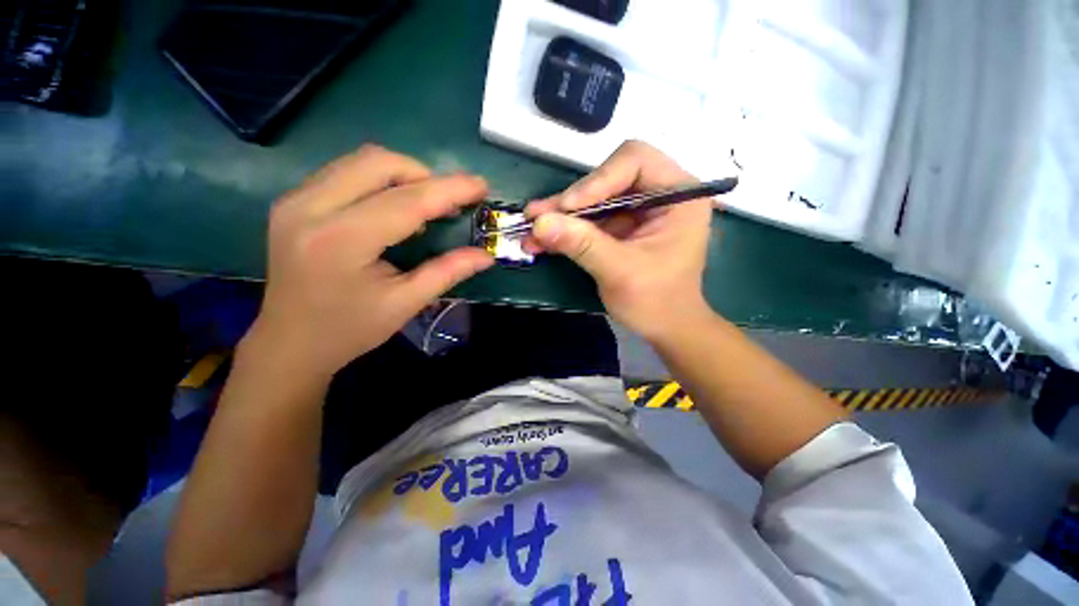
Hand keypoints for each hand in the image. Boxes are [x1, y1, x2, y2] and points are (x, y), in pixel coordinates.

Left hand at [246, 145, 493, 379]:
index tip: (481, 185)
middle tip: (447, 203)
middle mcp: (310, 208)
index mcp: (341, 241)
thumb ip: (448, 272)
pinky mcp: (292, 201)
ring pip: (360, 160)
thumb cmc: (350, 329)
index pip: (406, 201)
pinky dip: (379, 180)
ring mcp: (295, 200)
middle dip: (424, 175)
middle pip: (378, 163)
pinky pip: (345, 171)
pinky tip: (392, 207)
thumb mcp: (405, 303)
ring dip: (402, 175)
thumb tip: (485, 256)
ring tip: (424, 204)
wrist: (289, 342)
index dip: (449, 189)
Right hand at [525, 140, 714, 343]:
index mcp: (678, 196)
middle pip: (607, 179)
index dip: (598, 179)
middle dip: (570, 201)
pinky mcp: (620, 227)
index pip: (635, 161)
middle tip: (535, 216)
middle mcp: (659, 194)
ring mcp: (637, 211)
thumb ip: (583, 244)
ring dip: (560, 216)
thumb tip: (540, 223)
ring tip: (530, 230)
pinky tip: (541, 240)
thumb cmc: (657, 302)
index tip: (569, 207)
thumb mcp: (621, 272)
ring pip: (592, 200)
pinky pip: (589, 220)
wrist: (664, 327)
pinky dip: (565, 230)